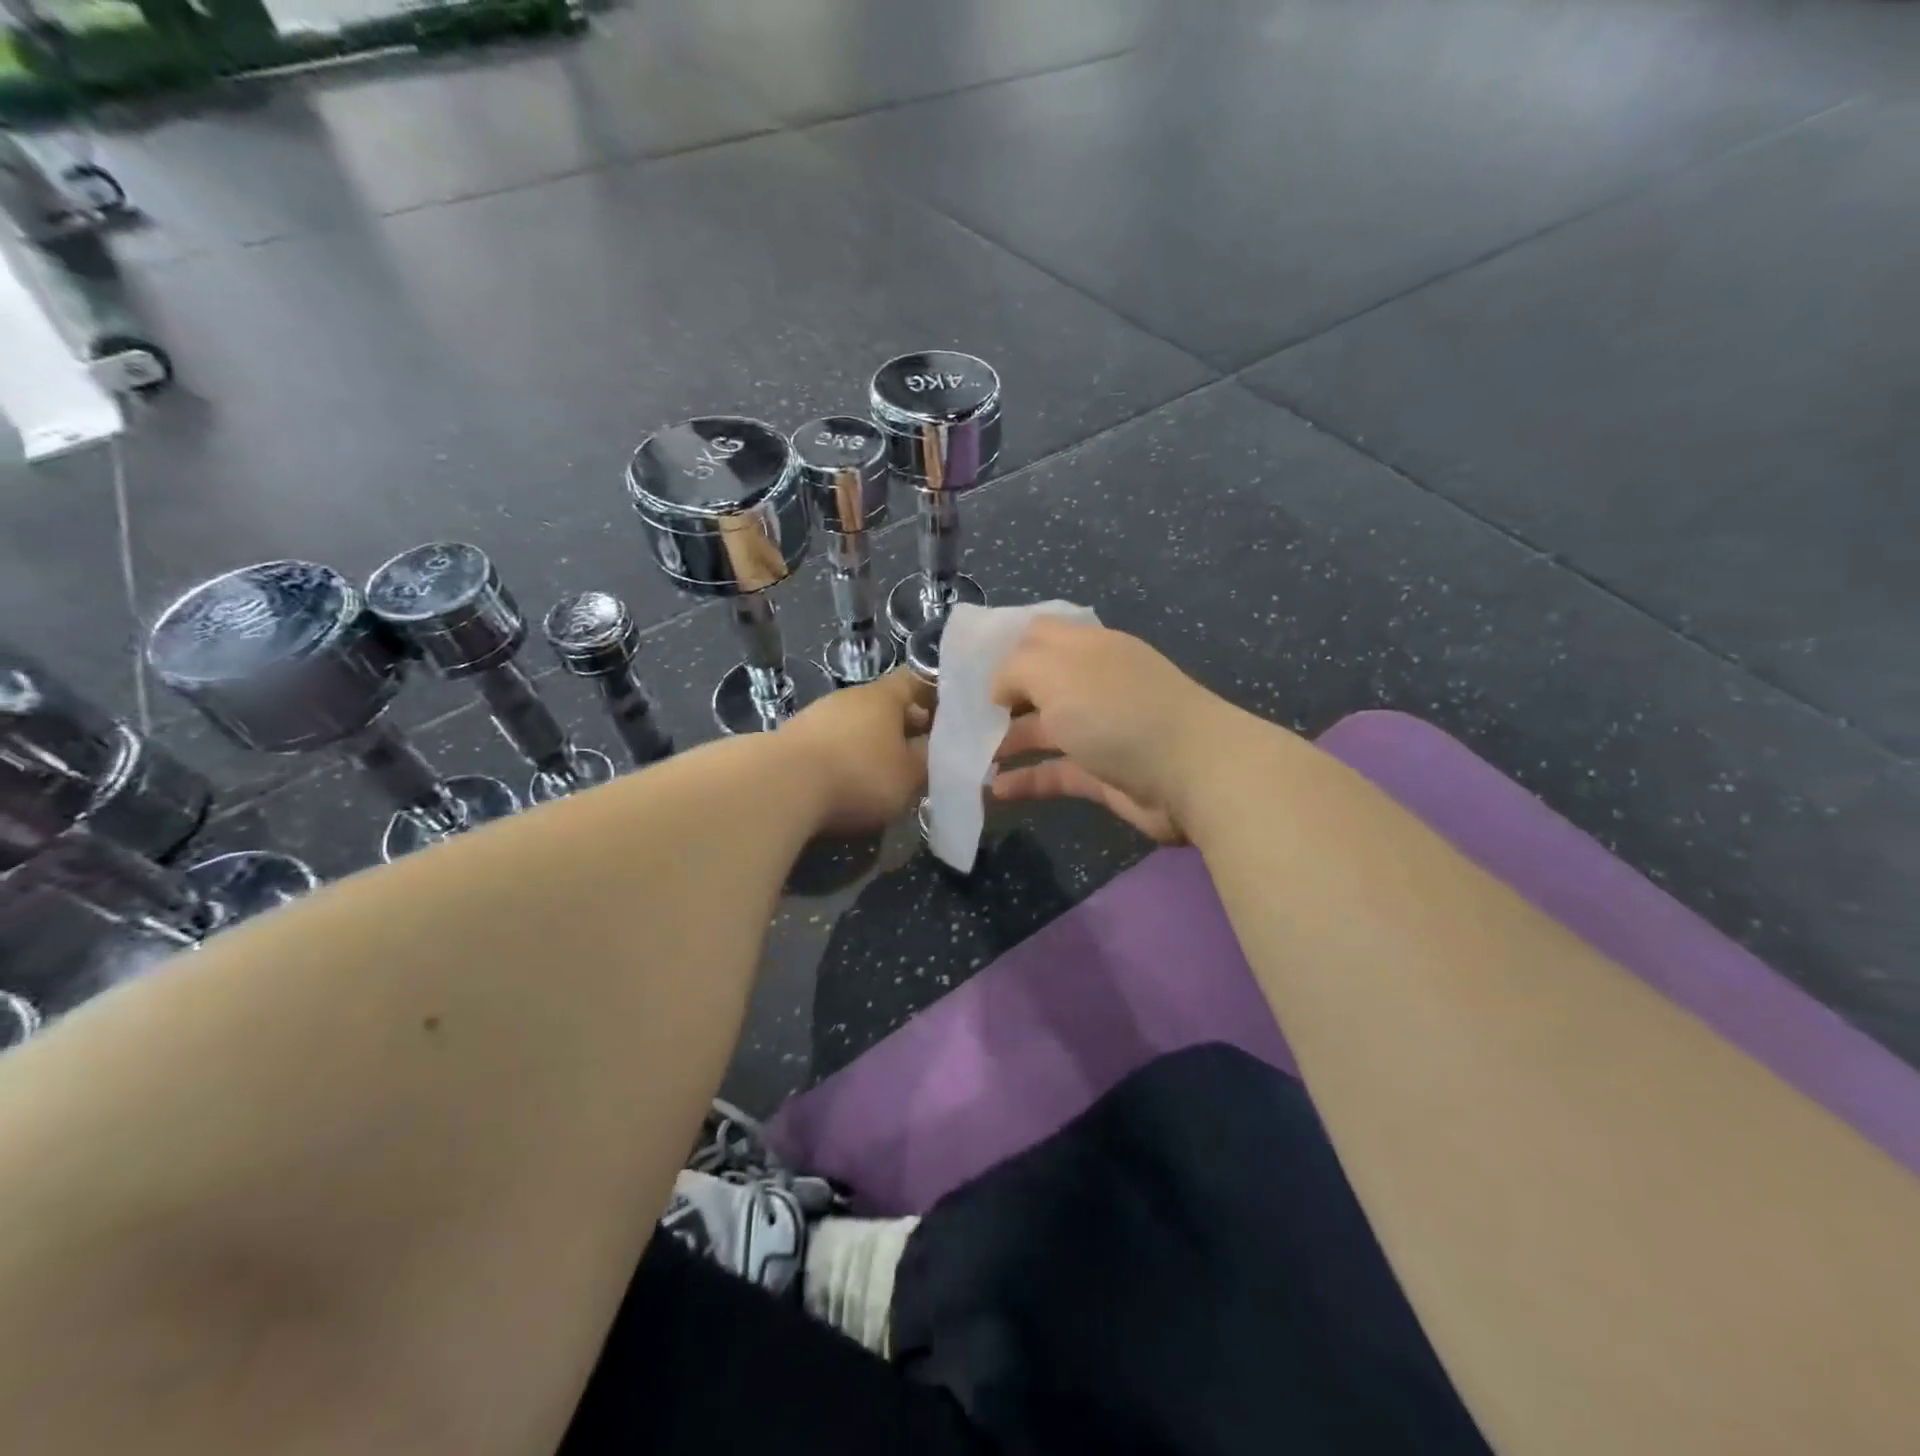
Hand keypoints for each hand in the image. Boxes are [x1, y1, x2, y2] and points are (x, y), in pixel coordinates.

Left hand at [782, 670, 929, 835]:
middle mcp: (850, 697)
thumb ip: (928, 760)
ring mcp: (818, 715)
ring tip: (888, 771)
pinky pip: (833, 742)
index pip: (917, 680)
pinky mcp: (794, 739)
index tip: (951, 718)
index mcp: (884, 696)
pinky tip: (850, 781)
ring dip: (874, 742)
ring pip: (858, 724)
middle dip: (906, 725)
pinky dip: (847, 756)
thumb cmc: (858, 774)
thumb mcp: (909, 776)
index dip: (936, 696)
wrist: (780, 786)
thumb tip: (934, 748)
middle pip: (886, 704)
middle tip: (924, 752)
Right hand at [989, 619, 1233, 842]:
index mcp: (1086, 648)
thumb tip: (999, 690)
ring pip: (1043, 730)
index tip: (969, 671)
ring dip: (1007, 742)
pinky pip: (1054, 773)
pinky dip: (1025, 780)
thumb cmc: (1117, 711)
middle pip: (1038, 685)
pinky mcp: (1102, 774)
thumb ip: (1014, 670)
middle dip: (1001, 699)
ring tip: (969, 759)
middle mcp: (1093, 684)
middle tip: (961, 719)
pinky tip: (994, 790)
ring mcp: (1099, 730)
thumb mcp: (1055, 673)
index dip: (1004, 648)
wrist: (1191, 773)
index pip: (1039, 635)